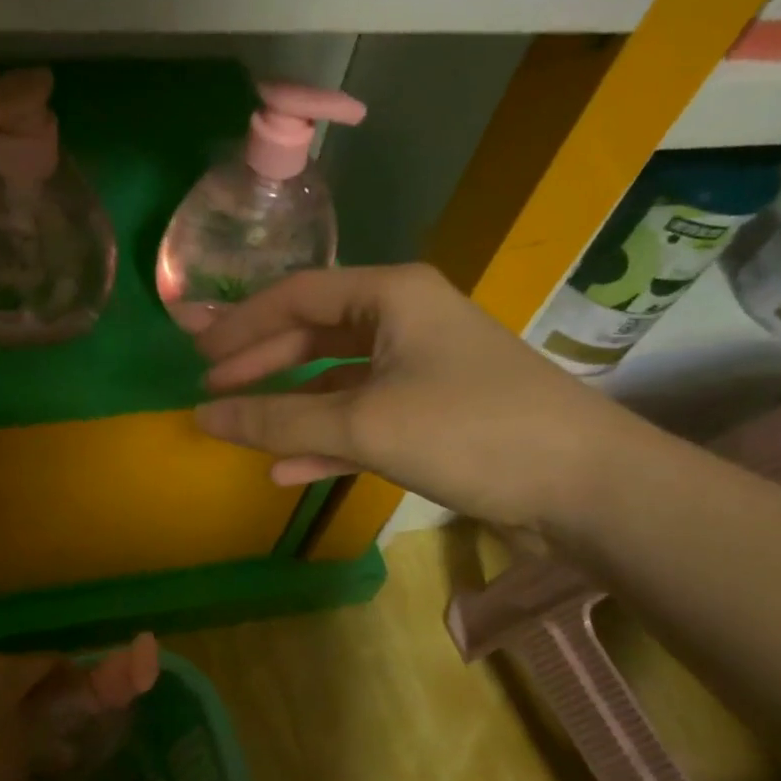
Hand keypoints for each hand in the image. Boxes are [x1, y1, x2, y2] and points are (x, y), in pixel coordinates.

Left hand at [0, 653, 64, 780]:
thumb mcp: (26, 751)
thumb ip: (52, 740)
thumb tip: (69, 741)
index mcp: (4, 669)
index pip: (50, 662)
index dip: (75, 679)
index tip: (92, 701)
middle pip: (24, 683)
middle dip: (50, 706)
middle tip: (71, 729)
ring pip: (2, 708)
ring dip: (26, 730)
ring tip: (52, 763)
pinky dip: (0, 746)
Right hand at [193, 264, 643, 530]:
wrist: (584, 485)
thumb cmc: (470, 430)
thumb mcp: (364, 423)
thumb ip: (279, 419)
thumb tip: (203, 417)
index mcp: (392, 296)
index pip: (297, 295)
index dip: (241, 325)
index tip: (196, 356)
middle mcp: (405, 320)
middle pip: (314, 333)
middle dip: (260, 362)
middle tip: (209, 388)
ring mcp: (420, 369)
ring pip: (335, 379)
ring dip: (288, 404)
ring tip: (238, 425)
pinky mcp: (431, 414)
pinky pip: (362, 418)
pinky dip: (325, 440)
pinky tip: (287, 469)